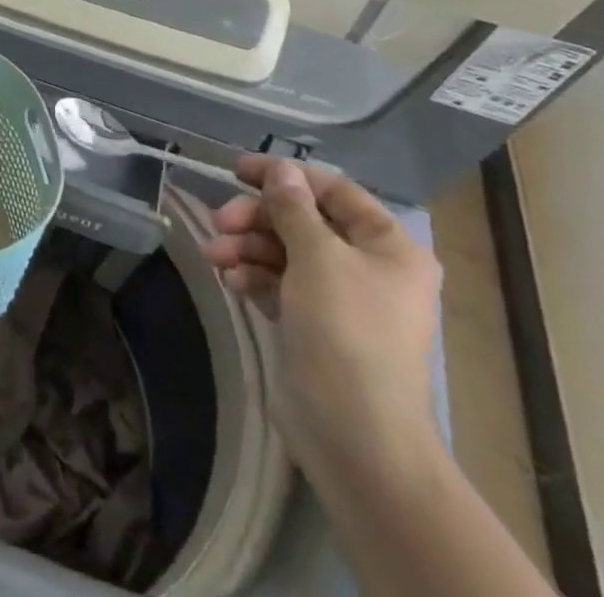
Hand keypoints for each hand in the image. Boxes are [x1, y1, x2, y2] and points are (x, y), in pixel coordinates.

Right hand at [205, 155, 441, 481]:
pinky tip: (231, 281)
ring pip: (284, 250)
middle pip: (303, 220)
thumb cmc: (346, 330)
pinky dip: (254, 275)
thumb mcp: (317, 256)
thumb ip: (294, 207)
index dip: (285, 176)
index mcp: (388, 246)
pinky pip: (279, 282)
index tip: (237, 170)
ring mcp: (339, 298)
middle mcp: (368, 267)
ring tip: (215, 255)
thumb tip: (282, 169)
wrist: (355, 434)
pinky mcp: (313, 324)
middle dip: (257, 218)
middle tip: (220, 220)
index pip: (333, 190)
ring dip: (247, 246)